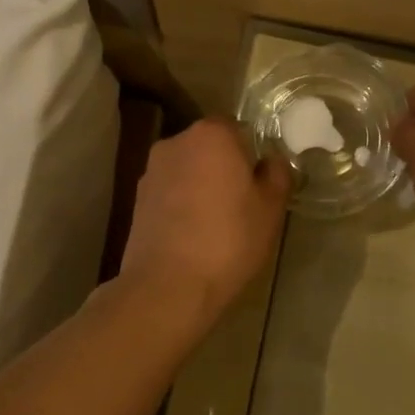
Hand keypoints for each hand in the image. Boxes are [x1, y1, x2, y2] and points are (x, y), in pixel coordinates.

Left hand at [119, 119, 291, 327]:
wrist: (167, 286)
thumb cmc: (229, 239)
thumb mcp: (271, 209)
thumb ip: (277, 174)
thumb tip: (271, 161)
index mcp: (212, 134)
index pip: (238, 128)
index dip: (252, 153)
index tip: (259, 182)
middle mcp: (176, 142)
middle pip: (209, 146)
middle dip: (224, 167)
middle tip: (242, 202)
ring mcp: (152, 170)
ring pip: (188, 169)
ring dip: (201, 185)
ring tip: (216, 223)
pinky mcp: (137, 199)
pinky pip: (170, 192)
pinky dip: (182, 204)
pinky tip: (192, 234)